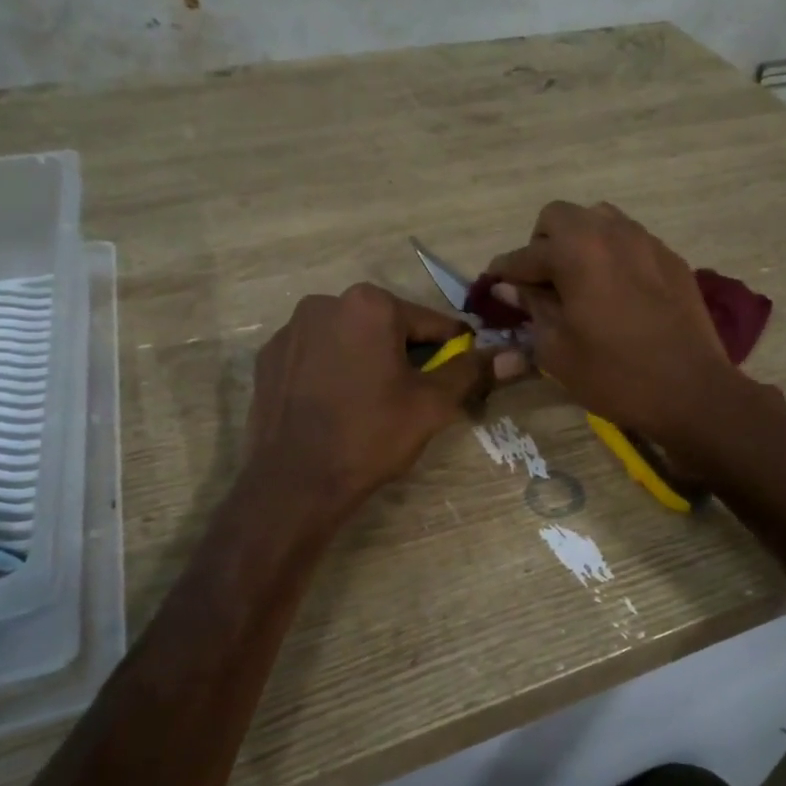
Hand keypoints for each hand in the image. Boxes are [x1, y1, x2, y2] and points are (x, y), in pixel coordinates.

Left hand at [243, 284, 506, 518]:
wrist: (294, 483)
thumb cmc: (371, 436)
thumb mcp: (432, 404)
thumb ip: (472, 372)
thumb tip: (516, 356)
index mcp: (370, 304)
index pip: (431, 323)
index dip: (451, 352)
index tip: (456, 379)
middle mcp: (325, 302)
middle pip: (387, 327)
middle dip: (405, 356)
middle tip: (411, 399)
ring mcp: (291, 329)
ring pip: (350, 339)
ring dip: (367, 361)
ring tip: (371, 405)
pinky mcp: (268, 357)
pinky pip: (317, 355)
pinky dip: (332, 371)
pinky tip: (335, 406)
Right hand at [486, 201, 747, 441]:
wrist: (692, 391)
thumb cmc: (615, 375)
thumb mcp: (557, 350)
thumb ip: (531, 309)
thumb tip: (509, 287)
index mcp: (576, 251)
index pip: (525, 254)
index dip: (504, 272)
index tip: (493, 285)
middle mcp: (610, 232)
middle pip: (560, 217)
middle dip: (543, 245)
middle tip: (541, 284)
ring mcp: (646, 241)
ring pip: (599, 221)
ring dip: (579, 243)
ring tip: (579, 283)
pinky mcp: (671, 259)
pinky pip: (631, 241)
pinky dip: (612, 256)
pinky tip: (616, 293)